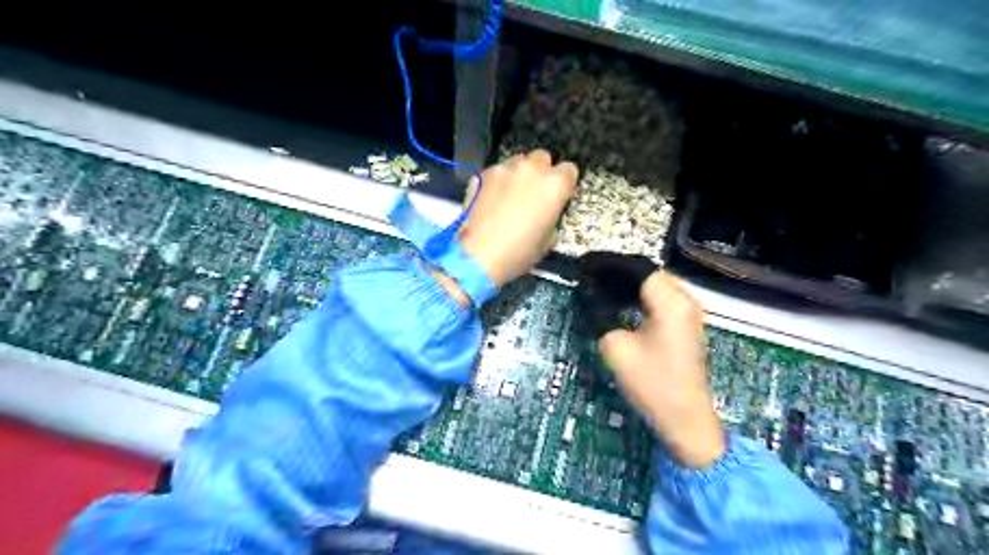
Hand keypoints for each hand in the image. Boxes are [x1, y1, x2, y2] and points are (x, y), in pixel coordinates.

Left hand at [457, 150, 576, 288]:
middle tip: (533, 193)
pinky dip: (497, 182)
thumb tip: (546, 213)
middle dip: (541, 172)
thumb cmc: (519, 252)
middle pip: (542, 158)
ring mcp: (505, 168)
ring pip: (517, 162)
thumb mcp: (548, 240)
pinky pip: (496, 172)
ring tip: (510, 195)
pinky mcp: (483, 174)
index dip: (564, 183)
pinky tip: (492, 200)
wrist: (480, 255)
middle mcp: (532, 169)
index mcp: (555, 185)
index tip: (558, 195)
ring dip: (518, 174)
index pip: (569, 170)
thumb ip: (551, 217)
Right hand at [594, 273, 724, 468]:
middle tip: (590, 277)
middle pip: (649, 274)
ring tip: (600, 287)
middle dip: (618, 273)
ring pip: (656, 286)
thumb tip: (590, 298)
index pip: (638, 268)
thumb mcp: (616, 347)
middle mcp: (684, 300)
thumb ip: (601, 316)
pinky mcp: (686, 326)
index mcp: (670, 301)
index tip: (585, 267)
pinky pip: (661, 300)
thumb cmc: (652, 383)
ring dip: (629, 285)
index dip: (610, 265)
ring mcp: (689, 313)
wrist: (685, 419)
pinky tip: (620, 304)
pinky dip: (640, 298)